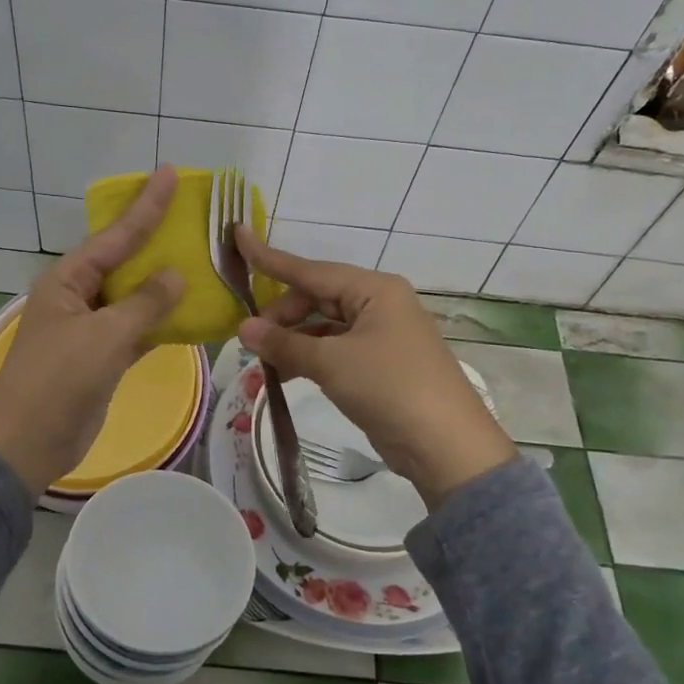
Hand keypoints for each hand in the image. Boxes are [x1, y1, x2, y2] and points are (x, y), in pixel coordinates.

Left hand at [0, 166, 185, 493]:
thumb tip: (176, 275)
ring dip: (163, 285)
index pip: (116, 235)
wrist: (28, 443)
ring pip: (134, 297)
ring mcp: (90, 329)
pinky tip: (191, 313)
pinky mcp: (102, 358)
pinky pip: (137, 329)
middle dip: (157, 241)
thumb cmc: (59, 379)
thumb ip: (144, 303)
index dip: (146, 206)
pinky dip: (160, 323)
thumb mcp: (104, 335)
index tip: (170, 174)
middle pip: (125, 261)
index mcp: (68, 280)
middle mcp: (78, 296)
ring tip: (201, 260)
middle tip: (193, 216)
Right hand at [234, 230, 516, 506]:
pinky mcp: (378, 365)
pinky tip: (284, 375)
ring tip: (261, 364)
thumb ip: (285, 343)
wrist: (446, 446)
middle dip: (282, 317)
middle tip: (251, 341)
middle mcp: (378, 305)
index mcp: (374, 289)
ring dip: (292, 343)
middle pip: (316, 298)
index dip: (270, 258)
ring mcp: (380, 336)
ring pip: (323, 327)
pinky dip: (309, 359)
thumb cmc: (389, 387)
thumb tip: (244, 329)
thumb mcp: (332, 363)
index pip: (311, 270)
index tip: (237, 237)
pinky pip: (334, 351)